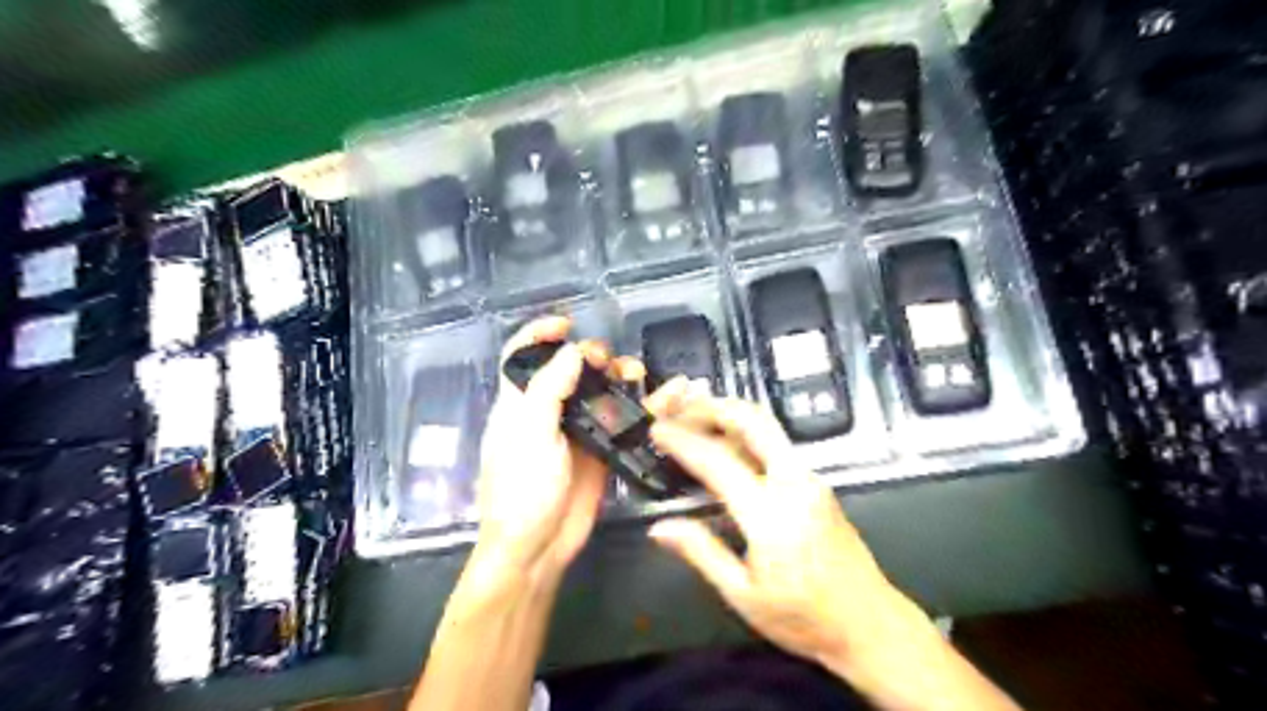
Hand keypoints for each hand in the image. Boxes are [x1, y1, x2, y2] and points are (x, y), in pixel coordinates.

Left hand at [477, 316, 643, 581]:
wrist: (537, 548)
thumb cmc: (522, 491)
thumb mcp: (529, 435)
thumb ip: (549, 390)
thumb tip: (573, 351)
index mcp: (520, 402)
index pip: (521, 355)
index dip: (539, 333)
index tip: (568, 322)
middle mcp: (549, 410)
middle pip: (571, 368)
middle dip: (593, 355)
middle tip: (612, 363)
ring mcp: (577, 431)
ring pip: (602, 391)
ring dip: (621, 376)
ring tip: (637, 374)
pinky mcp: (602, 451)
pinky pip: (624, 420)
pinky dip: (646, 405)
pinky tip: (668, 395)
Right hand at [647, 399, 931, 682]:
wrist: (871, 624)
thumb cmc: (804, 618)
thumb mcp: (743, 596)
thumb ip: (702, 553)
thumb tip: (659, 528)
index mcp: (771, 515)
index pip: (718, 462)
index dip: (682, 441)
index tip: (657, 429)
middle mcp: (794, 483)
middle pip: (753, 421)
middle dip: (712, 406)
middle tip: (679, 408)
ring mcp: (810, 479)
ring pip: (767, 427)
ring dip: (729, 414)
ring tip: (694, 418)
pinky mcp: (816, 483)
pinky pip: (776, 444)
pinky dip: (745, 433)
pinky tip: (724, 444)